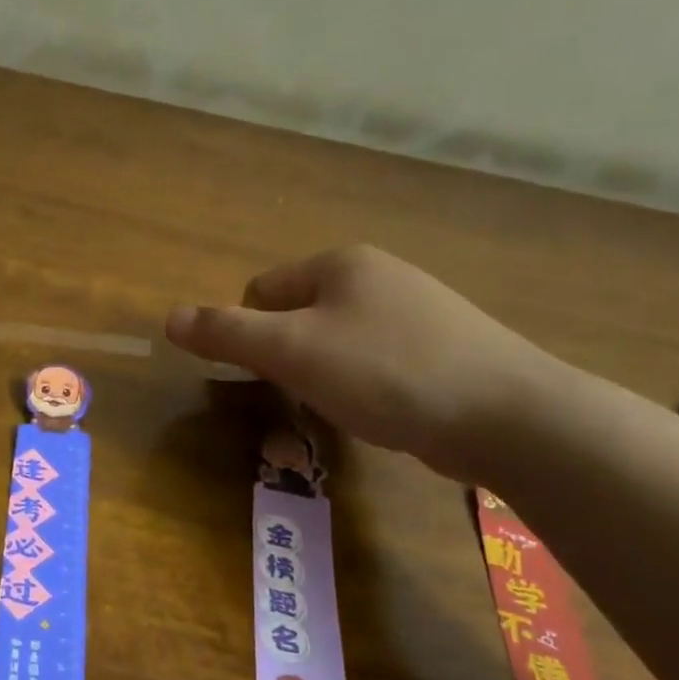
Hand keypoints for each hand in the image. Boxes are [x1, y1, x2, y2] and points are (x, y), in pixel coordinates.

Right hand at [164, 245, 563, 479]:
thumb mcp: (292, 351)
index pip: (261, 290)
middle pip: (298, 315)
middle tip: (305, 395)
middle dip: (289, 357)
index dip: (251, 334)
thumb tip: (168, 318)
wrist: (509, 415)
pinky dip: (366, 386)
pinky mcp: (445, 348)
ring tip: (348, 408)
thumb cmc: (386, 372)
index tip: (269, 374)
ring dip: (325, 375)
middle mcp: (380, 275)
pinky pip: (376, 362)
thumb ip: (227, 333)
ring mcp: (418, 310)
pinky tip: (385, 412)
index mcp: (341, 263)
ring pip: (337, 342)